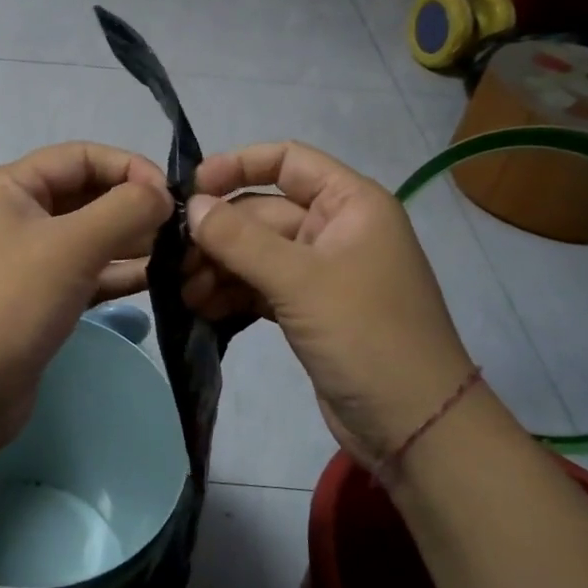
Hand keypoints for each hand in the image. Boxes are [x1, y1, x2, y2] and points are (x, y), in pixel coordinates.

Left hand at [0, 142, 171, 447]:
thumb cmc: (11, 301)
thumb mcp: (72, 245)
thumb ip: (125, 210)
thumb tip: (163, 194)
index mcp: (9, 188)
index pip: (79, 157)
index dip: (128, 166)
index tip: (172, 194)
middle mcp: (13, 217)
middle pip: (84, 195)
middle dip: (132, 206)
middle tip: (183, 227)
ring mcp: (23, 262)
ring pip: (87, 238)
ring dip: (130, 241)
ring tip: (180, 252)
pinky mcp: (36, 301)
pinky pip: (83, 274)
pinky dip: (116, 274)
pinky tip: (158, 279)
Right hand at [182, 141, 475, 466]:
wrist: (414, 427)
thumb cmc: (366, 336)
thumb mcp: (300, 281)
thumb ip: (240, 239)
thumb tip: (191, 205)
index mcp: (350, 204)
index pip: (288, 160)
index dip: (238, 165)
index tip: (191, 188)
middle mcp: (335, 229)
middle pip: (262, 212)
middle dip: (218, 232)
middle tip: (173, 257)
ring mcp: (320, 272)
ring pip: (255, 253)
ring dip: (218, 267)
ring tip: (183, 292)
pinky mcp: (307, 310)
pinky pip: (259, 286)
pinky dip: (231, 293)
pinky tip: (200, 308)